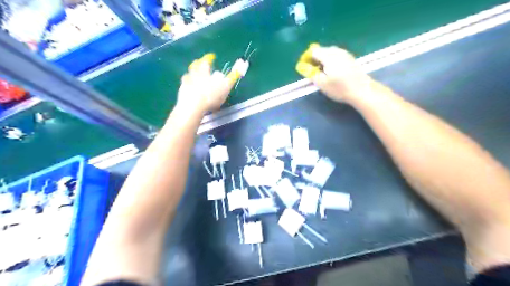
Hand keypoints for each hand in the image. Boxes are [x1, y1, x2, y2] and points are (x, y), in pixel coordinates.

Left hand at [177, 54, 235, 113]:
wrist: (193, 106)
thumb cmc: (211, 96)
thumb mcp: (225, 87)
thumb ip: (232, 77)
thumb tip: (239, 69)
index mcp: (204, 71)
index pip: (206, 60)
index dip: (209, 57)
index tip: (212, 56)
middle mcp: (193, 74)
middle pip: (194, 65)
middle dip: (198, 63)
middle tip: (200, 63)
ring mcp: (186, 82)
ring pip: (188, 74)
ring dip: (191, 73)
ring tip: (194, 75)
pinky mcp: (181, 92)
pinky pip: (184, 85)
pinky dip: (187, 85)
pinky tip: (190, 88)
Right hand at [295, 44, 373, 104]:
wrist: (362, 90)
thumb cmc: (339, 88)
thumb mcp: (321, 83)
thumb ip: (310, 72)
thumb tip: (301, 66)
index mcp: (328, 55)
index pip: (313, 51)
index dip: (306, 58)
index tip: (304, 67)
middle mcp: (337, 51)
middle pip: (321, 50)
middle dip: (314, 59)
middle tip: (312, 71)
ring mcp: (345, 53)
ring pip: (329, 53)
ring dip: (323, 60)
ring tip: (322, 72)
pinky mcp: (350, 58)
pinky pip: (336, 56)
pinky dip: (331, 61)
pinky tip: (332, 71)